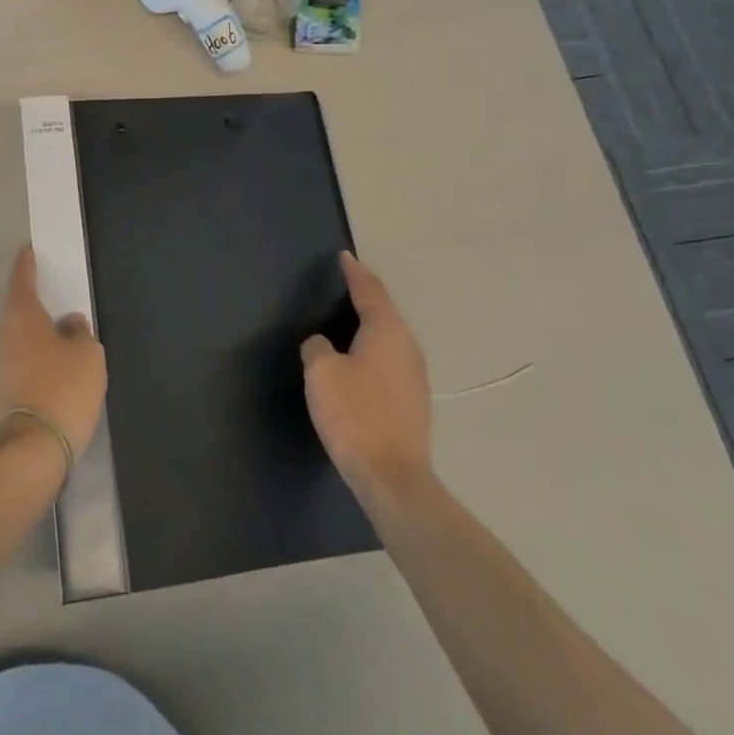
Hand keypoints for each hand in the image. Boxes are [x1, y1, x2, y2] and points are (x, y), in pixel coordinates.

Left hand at [0, 247, 107, 460]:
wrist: (29, 451)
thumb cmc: (62, 389)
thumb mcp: (88, 355)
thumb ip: (79, 332)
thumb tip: (68, 325)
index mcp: (20, 316)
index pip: (22, 279)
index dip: (27, 264)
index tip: (27, 250)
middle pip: (18, 316)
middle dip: (36, 318)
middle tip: (61, 326)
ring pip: (15, 346)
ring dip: (32, 349)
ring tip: (59, 364)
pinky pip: (13, 372)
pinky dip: (28, 373)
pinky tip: (48, 388)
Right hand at [302, 252, 435, 511]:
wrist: (393, 477)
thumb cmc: (355, 414)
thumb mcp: (322, 372)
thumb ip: (318, 347)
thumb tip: (323, 345)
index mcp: (386, 330)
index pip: (369, 290)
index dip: (354, 272)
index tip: (344, 257)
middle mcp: (407, 346)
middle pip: (384, 310)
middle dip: (366, 295)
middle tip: (345, 282)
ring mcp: (415, 375)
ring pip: (390, 336)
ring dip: (371, 324)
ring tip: (349, 318)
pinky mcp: (413, 401)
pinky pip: (390, 359)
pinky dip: (374, 349)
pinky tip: (360, 359)